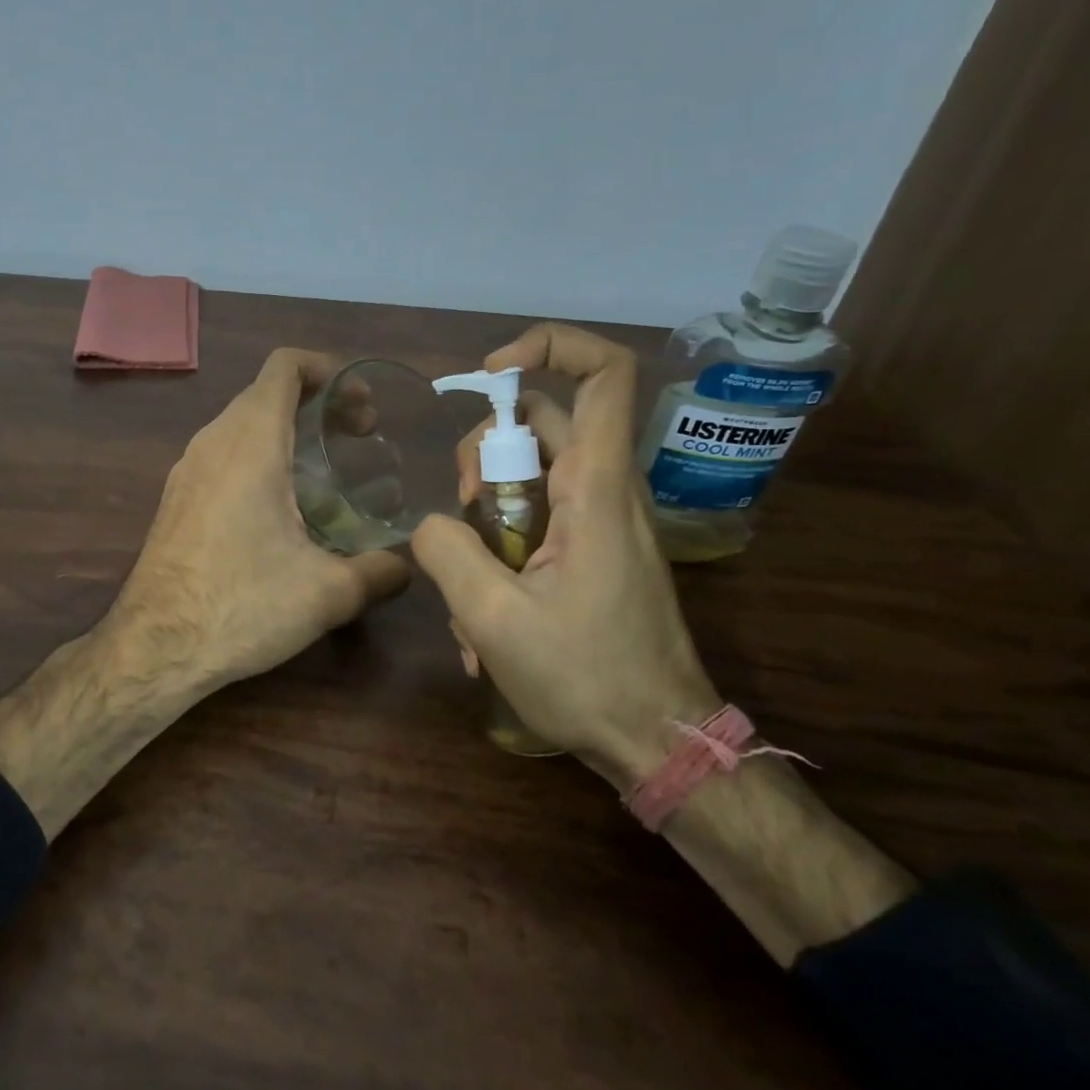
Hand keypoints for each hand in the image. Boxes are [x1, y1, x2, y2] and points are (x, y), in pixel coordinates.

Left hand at [109, 348, 412, 691]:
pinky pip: (222, 453)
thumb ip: (380, 572)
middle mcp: (213, 441)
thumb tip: (408, 566)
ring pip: (242, 423)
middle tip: (358, 436)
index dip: (327, 368)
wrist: (154, 646)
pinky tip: (280, 506)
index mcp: (251, 442)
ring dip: (285, 429)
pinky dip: (258, 455)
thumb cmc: (241, 606)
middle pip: (265, 391)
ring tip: (324, 469)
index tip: (361, 403)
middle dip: (316, 401)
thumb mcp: (328, 593)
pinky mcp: (176, 497)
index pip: (284, 366)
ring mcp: (187, 469)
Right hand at [411, 324, 720, 785]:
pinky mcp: (594, 552)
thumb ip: (446, 551)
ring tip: (467, 583)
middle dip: (484, 453)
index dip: (548, 347)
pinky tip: (483, 614)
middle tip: (461, 510)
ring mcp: (602, 522)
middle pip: (542, 423)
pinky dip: (501, 548)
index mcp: (594, 489)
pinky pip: (537, 521)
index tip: (490, 374)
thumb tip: (430, 523)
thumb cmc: (586, 678)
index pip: (604, 372)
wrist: (658, 743)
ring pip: (530, 475)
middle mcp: (605, 491)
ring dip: (484, 514)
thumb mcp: (492, 618)